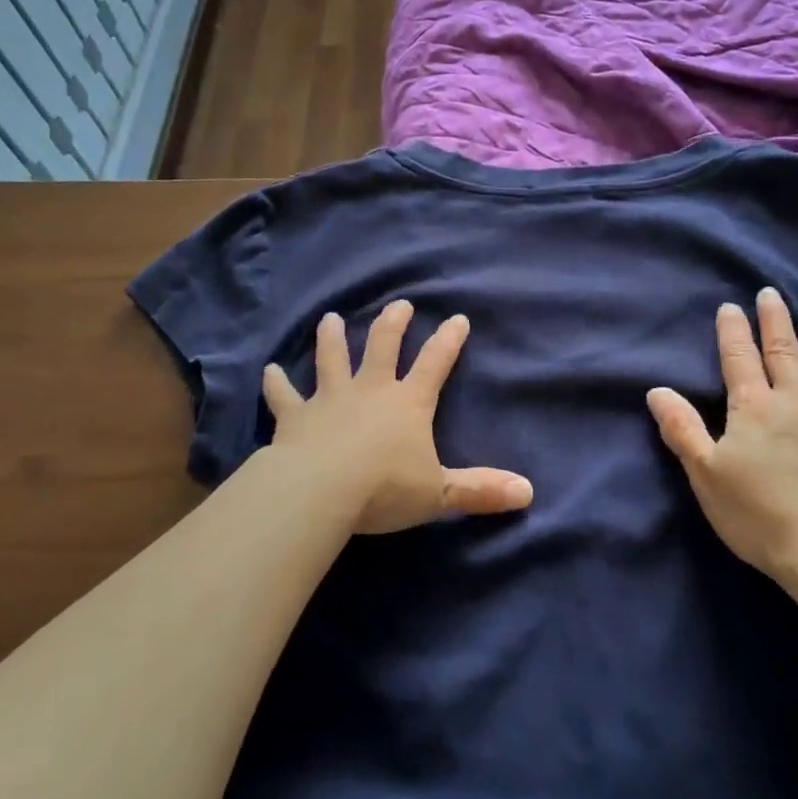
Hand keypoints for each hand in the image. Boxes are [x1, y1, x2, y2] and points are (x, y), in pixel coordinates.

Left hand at [262, 300, 532, 534]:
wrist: (320, 491)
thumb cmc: (384, 489)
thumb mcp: (439, 493)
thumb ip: (480, 490)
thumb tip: (528, 492)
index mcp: (408, 403)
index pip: (435, 364)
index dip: (449, 341)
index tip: (458, 318)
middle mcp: (370, 390)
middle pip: (383, 347)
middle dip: (393, 324)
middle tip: (399, 305)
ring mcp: (330, 399)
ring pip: (332, 359)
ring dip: (332, 338)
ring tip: (332, 318)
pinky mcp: (295, 416)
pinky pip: (284, 395)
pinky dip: (276, 383)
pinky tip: (268, 370)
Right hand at [647, 290, 797, 582]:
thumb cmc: (756, 513)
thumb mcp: (705, 473)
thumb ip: (682, 429)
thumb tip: (657, 391)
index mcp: (753, 408)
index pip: (738, 359)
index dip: (732, 332)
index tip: (730, 307)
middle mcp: (794, 402)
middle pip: (783, 352)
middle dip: (775, 321)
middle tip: (772, 293)